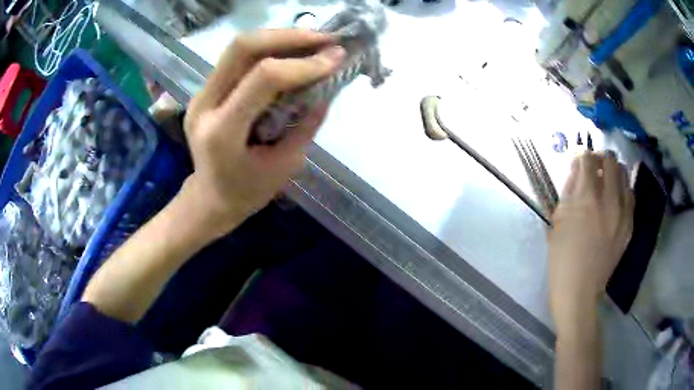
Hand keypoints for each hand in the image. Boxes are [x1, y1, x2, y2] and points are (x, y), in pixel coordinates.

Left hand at [181, 29, 345, 237]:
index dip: (303, 64)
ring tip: (314, 41)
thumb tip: (328, 87)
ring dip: (280, 37)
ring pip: (239, 46)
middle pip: (242, 48)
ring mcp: (200, 94)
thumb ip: (306, 124)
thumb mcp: (286, 165)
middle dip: (289, 36)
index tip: (337, 58)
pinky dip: (268, 48)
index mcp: (222, 132)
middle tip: (326, 39)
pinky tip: (292, 51)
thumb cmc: (248, 192)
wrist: (210, 198)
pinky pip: (237, 57)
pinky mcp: (206, 90)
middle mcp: (204, 105)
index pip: (263, 78)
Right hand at [548, 152, 633, 327]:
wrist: (579, 289)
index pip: (587, 159)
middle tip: (594, 167)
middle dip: (600, 157)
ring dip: (614, 171)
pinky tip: (616, 198)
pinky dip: (623, 190)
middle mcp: (609, 200)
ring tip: (607, 180)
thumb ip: (568, 190)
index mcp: (587, 199)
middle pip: (610, 160)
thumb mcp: (558, 220)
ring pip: (624, 174)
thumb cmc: (562, 257)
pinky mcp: (629, 225)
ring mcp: (622, 213)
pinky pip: (631, 196)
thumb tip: (577, 170)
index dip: (581, 155)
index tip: (578, 161)